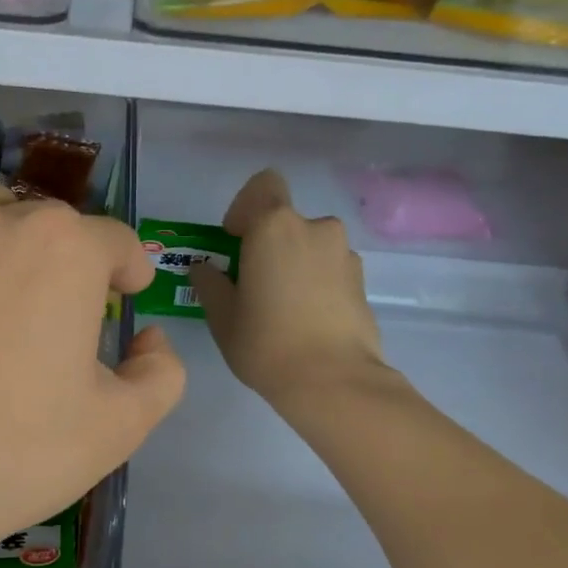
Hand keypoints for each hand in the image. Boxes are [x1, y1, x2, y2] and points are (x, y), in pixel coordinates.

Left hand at [0, 184, 185, 567]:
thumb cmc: (23, 451)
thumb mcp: (123, 423)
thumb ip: (161, 371)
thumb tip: (149, 339)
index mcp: (68, 251)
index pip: (118, 241)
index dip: (131, 272)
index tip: (129, 301)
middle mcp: (5, 225)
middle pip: (58, 223)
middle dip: (78, 259)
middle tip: (77, 316)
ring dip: (16, 236)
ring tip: (18, 287)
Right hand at [189, 170, 387, 414]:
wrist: (333, 381)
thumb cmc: (266, 343)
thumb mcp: (223, 316)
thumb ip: (210, 283)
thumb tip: (204, 267)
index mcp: (275, 226)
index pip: (262, 185)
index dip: (245, 207)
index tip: (235, 241)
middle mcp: (315, 228)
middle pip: (286, 221)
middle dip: (269, 244)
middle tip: (254, 284)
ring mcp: (345, 254)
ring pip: (311, 246)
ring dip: (295, 264)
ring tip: (283, 308)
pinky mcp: (363, 282)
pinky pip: (330, 269)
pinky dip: (317, 284)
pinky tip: (307, 321)